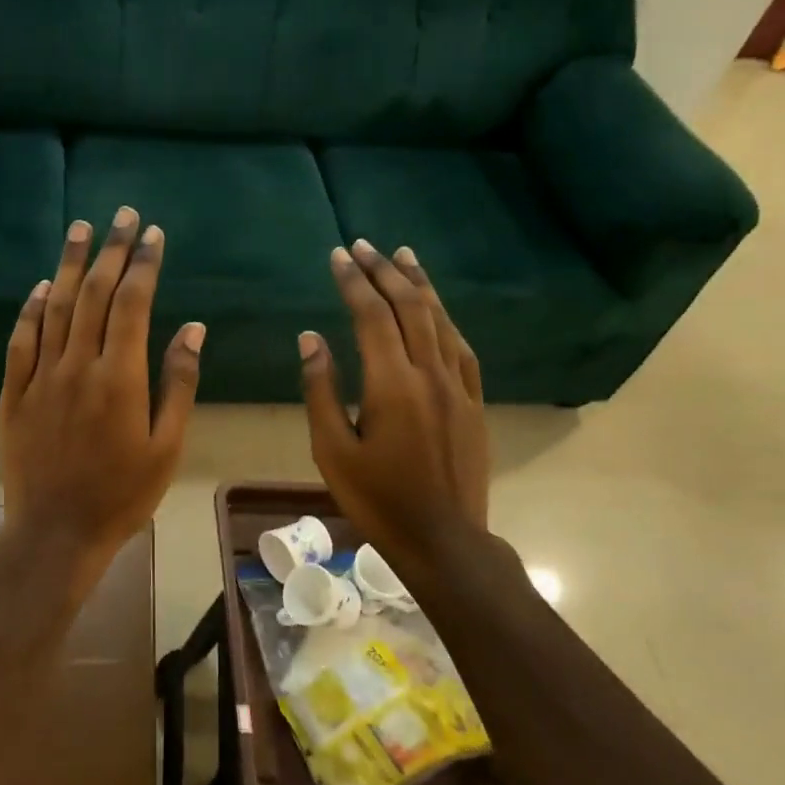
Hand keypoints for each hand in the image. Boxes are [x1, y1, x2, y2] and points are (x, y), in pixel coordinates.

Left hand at [0, 207, 203, 581]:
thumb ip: (179, 383)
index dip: (142, 265)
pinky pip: (20, 341)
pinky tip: (41, 287)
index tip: (152, 234)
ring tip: (79, 228)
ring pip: (54, 307)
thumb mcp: (167, 446)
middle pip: (92, 294)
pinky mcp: (14, 394)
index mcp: (119, 377)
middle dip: (109, 251)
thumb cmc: (123, 494)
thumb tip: (191, 327)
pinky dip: (31, 309)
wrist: (56, 533)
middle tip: (121, 215)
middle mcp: (77, 365)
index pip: (131, 304)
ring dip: (68, 264)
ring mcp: (40, 377)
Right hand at [299, 240, 489, 563]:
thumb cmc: (377, 498)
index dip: (353, 281)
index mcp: (391, 384)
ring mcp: (457, 387)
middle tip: (363, 246)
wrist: (442, 539)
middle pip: (409, 307)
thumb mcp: (332, 449)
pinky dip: (446, 319)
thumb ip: (320, 389)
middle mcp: (429, 374)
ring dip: (420, 285)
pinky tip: (437, 309)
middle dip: (384, 271)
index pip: (371, 315)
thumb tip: (311, 338)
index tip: (337, 255)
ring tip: (403, 256)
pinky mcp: (473, 402)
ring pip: (440, 320)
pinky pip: (461, 348)